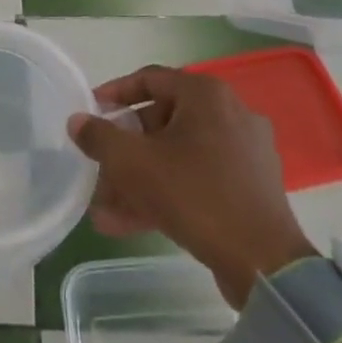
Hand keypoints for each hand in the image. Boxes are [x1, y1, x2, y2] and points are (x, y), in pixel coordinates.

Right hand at [68, 66, 314, 306]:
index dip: (114, 94)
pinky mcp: (250, 186)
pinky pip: (198, 178)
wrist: (263, 263)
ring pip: (178, 155)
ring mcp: (244, 151)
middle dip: (125, 150)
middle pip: (162, 121)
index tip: (91, 112)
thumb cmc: (194, 195)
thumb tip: (77, 121)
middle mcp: (229, 112)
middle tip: (99, 168)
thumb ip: (100, 137)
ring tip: (106, 207)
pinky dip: (167, 192)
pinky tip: (131, 222)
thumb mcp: (134, 164)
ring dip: (140, 178)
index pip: (149, 79)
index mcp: (205, 94)